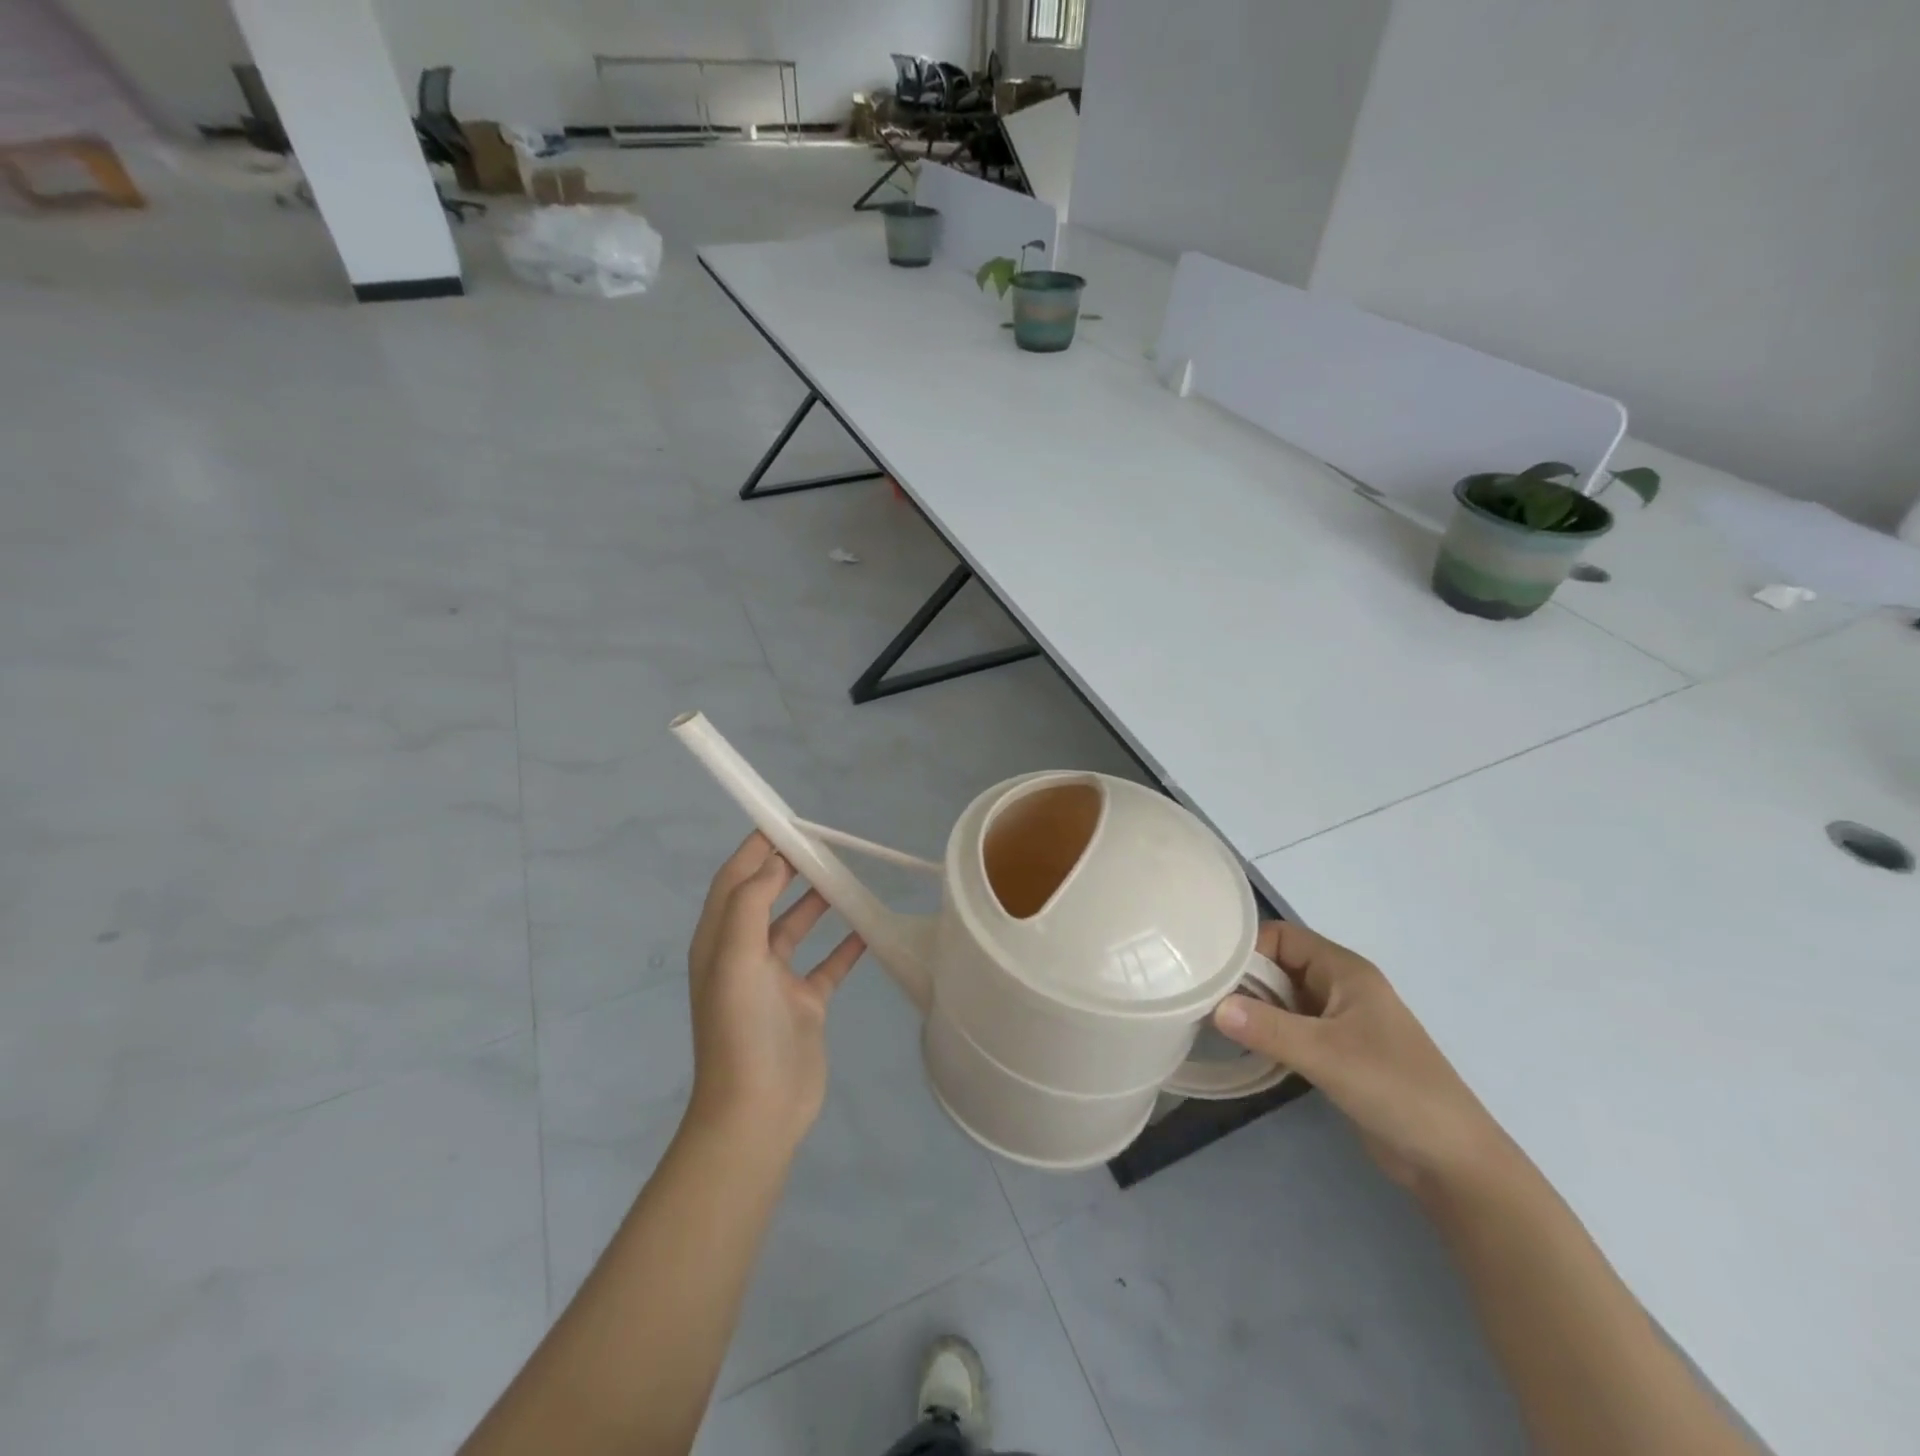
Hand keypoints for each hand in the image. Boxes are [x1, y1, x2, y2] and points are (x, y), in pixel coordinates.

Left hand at [685, 833, 865, 1148]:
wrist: (758, 1111)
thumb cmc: (741, 1029)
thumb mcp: (735, 957)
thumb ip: (751, 902)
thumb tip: (774, 860)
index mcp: (719, 941)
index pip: (735, 880)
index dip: (756, 849)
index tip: (787, 822)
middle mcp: (744, 954)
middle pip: (767, 897)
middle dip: (791, 868)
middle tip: (825, 847)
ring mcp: (775, 981)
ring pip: (798, 926)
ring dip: (818, 901)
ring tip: (847, 877)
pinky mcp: (804, 1003)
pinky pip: (828, 963)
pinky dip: (845, 944)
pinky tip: (869, 929)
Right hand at [1215, 921, 1510, 1192]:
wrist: (1452, 1160)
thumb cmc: (1395, 1089)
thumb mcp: (1326, 1054)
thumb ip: (1268, 1028)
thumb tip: (1213, 1006)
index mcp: (1345, 971)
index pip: (1283, 937)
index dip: (1248, 948)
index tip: (1211, 971)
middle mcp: (1340, 987)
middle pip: (1280, 965)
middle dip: (1244, 979)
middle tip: (1203, 998)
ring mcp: (1339, 1021)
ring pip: (1283, 999)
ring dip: (1253, 1008)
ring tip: (1213, 1021)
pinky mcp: (1336, 1052)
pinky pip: (1290, 1028)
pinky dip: (1266, 1032)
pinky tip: (1243, 1047)